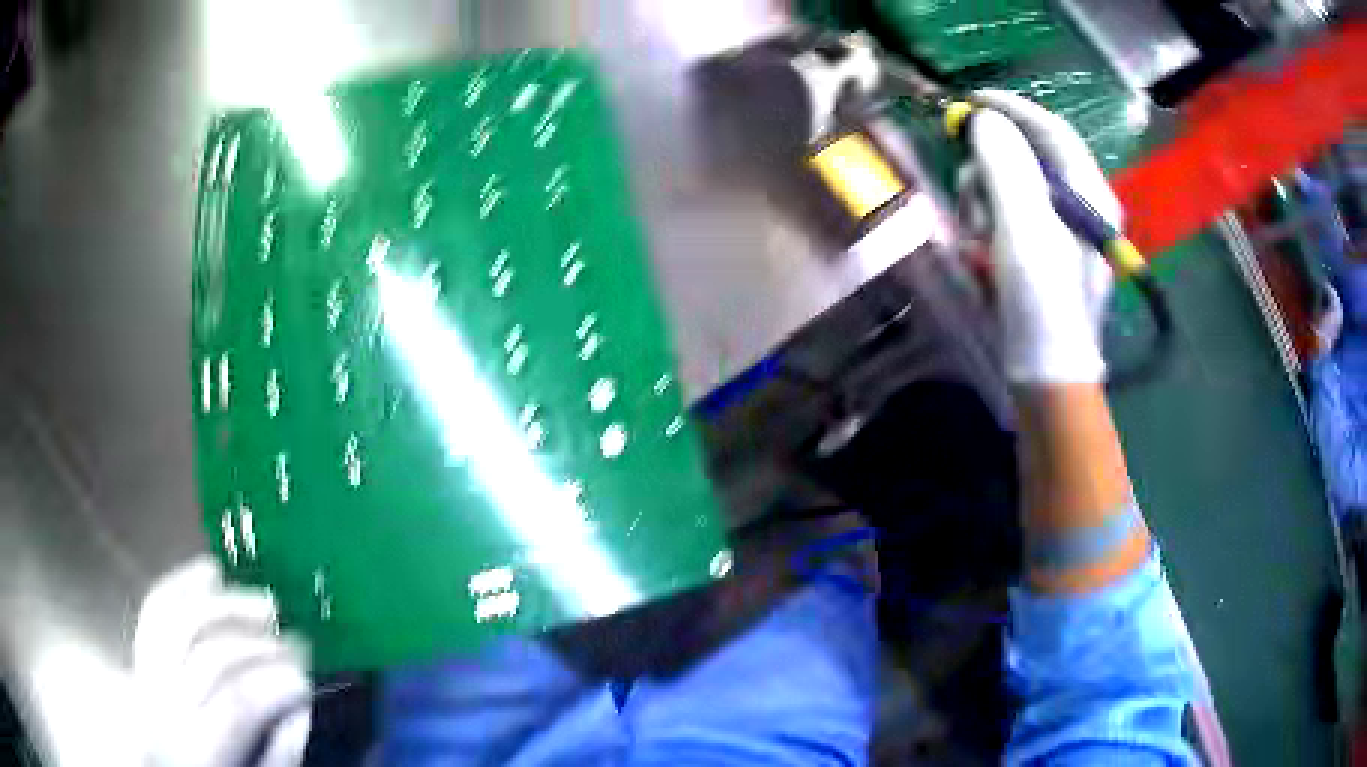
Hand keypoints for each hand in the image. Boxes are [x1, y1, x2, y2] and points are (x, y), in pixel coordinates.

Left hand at [133, 557, 310, 766]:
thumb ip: (276, 756)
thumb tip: (301, 709)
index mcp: (195, 749)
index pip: (234, 704)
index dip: (273, 686)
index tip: (308, 678)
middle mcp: (160, 705)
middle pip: (205, 657)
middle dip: (256, 646)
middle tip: (296, 643)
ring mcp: (143, 675)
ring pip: (176, 619)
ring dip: (224, 606)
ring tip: (265, 604)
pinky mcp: (138, 658)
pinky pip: (155, 611)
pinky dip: (182, 585)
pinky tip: (212, 572)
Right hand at [965, 90, 1121, 384]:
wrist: (1046, 377)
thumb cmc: (1043, 303)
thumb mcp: (1024, 228)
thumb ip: (1005, 164)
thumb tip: (984, 120)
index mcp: (1090, 194)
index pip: (1052, 129)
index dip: (1011, 108)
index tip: (969, 100)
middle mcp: (1080, 205)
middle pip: (1027, 158)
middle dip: (991, 172)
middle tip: (970, 199)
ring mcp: (1062, 231)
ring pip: (1011, 188)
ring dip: (985, 205)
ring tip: (978, 243)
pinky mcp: (1045, 253)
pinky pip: (1008, 218)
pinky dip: (989, 228)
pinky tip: (982, 256)